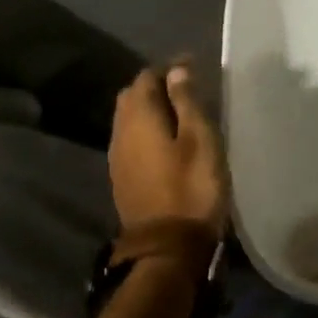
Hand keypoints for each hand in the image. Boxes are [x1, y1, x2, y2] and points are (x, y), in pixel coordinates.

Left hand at [108, 62, 227, 237]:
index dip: (169, 68)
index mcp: (140, 118)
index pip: (146, 78)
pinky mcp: (123, 178)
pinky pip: (130, 139)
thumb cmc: (191, 187)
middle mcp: (121, 133)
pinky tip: (165, 139)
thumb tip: (176, 71)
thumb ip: (186, 101)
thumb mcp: (199, 138)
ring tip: (179, 111)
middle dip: (155, 85)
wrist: (168, 250)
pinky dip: (146, 129)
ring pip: (128, 119)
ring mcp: (118, 158)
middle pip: (131, 96)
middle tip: (186, 87)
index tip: (194, 67)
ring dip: (149, 108)